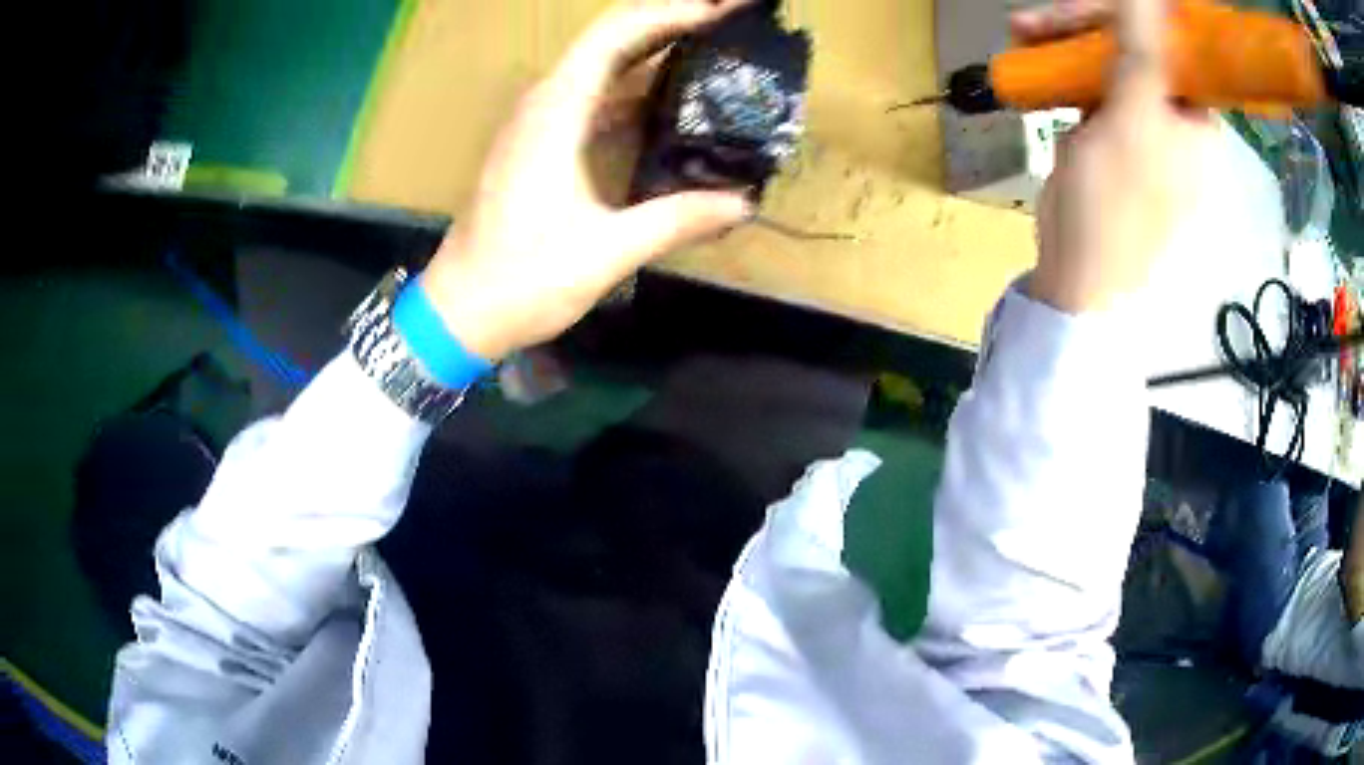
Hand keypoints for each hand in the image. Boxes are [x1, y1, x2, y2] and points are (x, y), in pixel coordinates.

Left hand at [421, 0, 756, 360]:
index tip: (721, 10)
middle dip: (668, 21)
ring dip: (651, 50)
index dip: (669, 13)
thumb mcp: (603, 252)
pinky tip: (667, 101)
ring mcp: (537, 123)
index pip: (613, 35)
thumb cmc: (520, 280)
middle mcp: (542, 105)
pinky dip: (632, 88)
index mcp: (553, 114)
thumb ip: (674, 220)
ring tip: (709, 47)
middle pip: (608, 40)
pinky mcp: (538, 145)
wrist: (458, 310)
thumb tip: (742, 203)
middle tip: (726, 20)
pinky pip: (591, 98)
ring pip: (598, 66)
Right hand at [1018, 0, 1218, 313]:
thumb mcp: (1133, 121)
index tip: (1099, 5)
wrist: (1079, 270)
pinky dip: (1060, 65)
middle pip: (1135, 46)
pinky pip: (1089, 81)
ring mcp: (1139, 122)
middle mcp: (1173, 115)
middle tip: (1040, 19)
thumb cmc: (1116, 202)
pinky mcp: (1109, 131)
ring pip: (1107, 59)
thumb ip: (1144, 52)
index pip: (1174, 45)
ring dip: (1065, 40)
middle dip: (1085, 26)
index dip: (1138, 16)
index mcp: (1196, 117)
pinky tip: (1031, 53)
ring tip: (1022, 30)